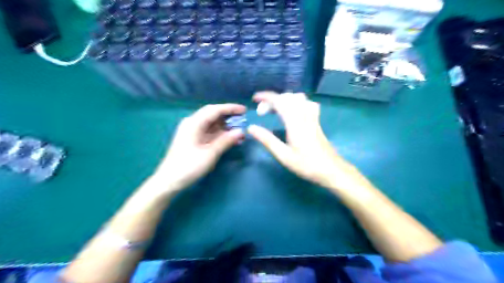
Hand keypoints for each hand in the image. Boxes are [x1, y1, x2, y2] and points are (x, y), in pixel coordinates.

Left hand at [156, 104, 245, 191]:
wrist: (169, 180)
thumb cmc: (189, 167)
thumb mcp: (210, 154)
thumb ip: (226, 141)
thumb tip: (240, 131)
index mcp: (194, 123)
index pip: (214, 110)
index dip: (230, 108)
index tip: (244, 110)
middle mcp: (192, 123)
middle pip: (213, 114)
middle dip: (229, 116)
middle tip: (243, 119)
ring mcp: (192, 131)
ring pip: (212, 124)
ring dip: (226, 126)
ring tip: (240, 131)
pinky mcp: (193, 139)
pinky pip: (209, 132)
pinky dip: (220, 134)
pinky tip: (230, 139)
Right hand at [247, 92, 357, 190]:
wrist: (331, 170)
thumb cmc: (307, 165)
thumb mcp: (284, 155)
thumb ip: (267, 140)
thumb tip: (251, 128)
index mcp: (295, 123)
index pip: (280, 101)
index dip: (266, 97)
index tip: (254, 99)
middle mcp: (304, 116)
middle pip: (288, 97)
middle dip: (272, 100)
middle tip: (263, 113)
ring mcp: (313, 117)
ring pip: (299, 98)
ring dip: (284, 99)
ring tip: (275, 110)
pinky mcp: (317, 121)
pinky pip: (307, 103)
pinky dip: (296, 102)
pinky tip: (293, 112)